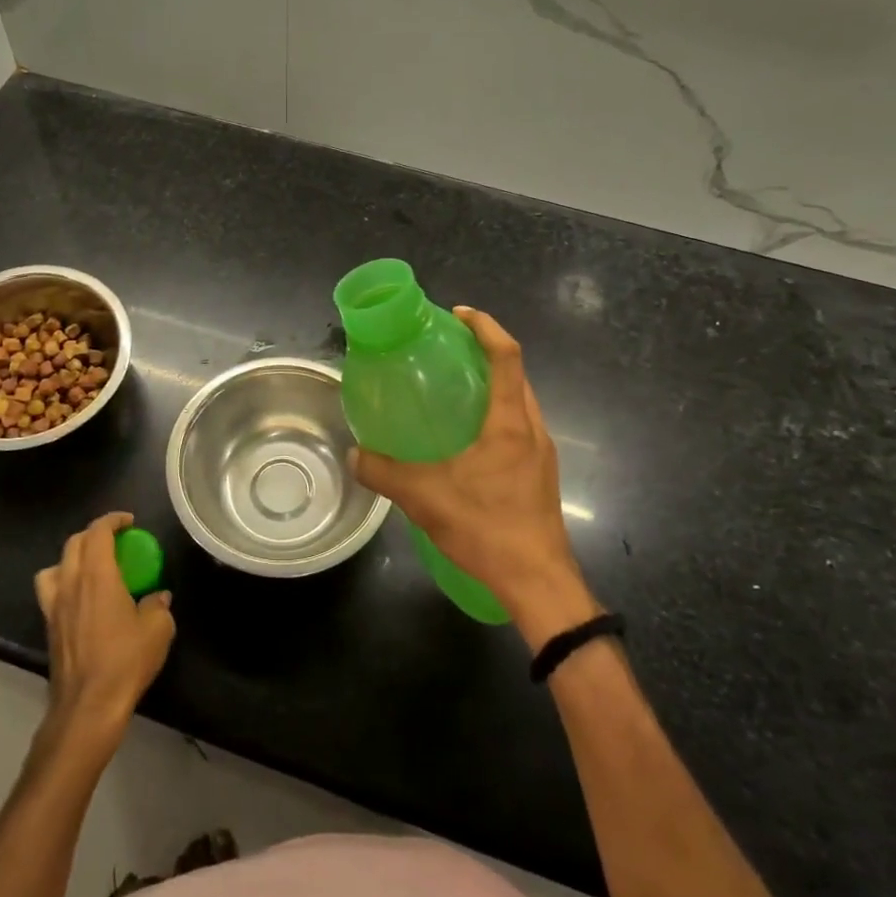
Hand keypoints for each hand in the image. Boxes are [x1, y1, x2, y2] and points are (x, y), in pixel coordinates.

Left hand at [34, 512, 174, 742]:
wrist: (88, 706)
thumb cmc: (125, 661)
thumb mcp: (157, 629)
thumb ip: (158, 605)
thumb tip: (158, 597)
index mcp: (97, 575)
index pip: (97, 532)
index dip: (113, 520)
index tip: (129, 522)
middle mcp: (70, 583)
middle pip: (74, 543)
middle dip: (94, 534)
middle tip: (116, 540)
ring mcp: (55, 606)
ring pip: (55, 566)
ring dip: (73, 557)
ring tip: (91, 567)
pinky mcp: (49, 627)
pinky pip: (50, 592)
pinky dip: (63, 583)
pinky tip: (81, 599)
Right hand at [350, 308, 596, 647]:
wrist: (538, 582)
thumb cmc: (488, 529)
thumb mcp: (425, 498)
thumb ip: (385, 472)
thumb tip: (353, 454)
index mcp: (511, 423)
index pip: (507, 356)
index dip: (485, 327)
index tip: (459, 314)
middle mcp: (533, 429)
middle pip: (516, 374)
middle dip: (486, 351)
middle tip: (448, 349)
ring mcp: (542, 454)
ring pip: (521, 402)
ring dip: (494, 384)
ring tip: (455, 387)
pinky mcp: (540, 475)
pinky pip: (520, 427)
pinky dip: (497, 413)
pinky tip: (468, 438)